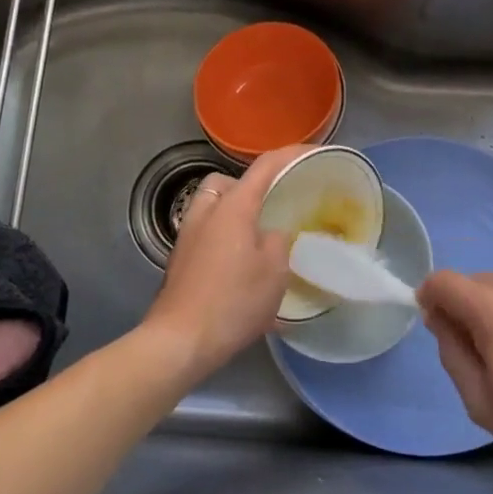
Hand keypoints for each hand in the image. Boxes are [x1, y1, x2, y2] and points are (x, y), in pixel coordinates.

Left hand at [142, 145, 300, 375]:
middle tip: (273, 207)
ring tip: (258, 238)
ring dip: (234, 213)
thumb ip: (278, 241)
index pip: (264, 166)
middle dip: (250, 186)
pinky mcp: (180, 261)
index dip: (290, 154)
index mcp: (233, 207)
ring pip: (212, 207)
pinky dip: (223, 237)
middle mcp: (206, 213)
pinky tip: (240, 266)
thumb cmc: (233, 301)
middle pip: (227, 182)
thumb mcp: (274, 271)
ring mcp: (188, 237)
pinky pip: (205, 233)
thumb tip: (271, 234)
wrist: (180, 340)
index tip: (312, 153)